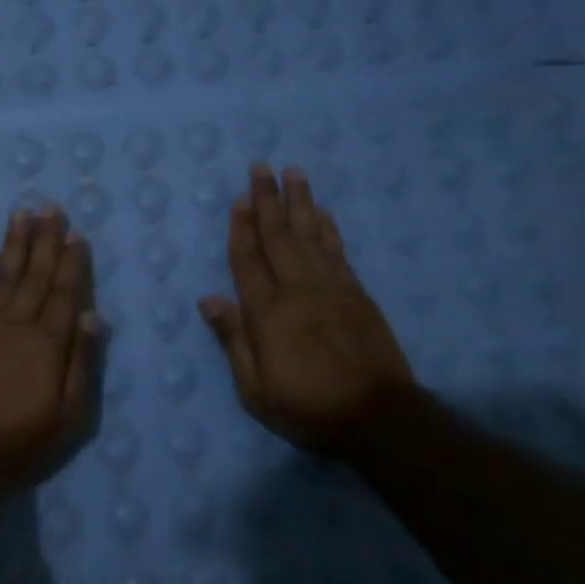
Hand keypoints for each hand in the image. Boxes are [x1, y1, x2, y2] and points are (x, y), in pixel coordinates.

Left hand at [0, 204, 99, 485]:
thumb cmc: (19, 441)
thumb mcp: (68, 416)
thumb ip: (82, 363)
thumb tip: (92, 314)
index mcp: (49, 343)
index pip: (66, 292)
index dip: (73, 262)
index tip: (77, 233)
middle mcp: (18, 323)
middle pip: (36, 274)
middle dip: (46, 239)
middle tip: (51, 206)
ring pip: (5, 273)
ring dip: (15, 242)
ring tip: (22, 212)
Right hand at [199, 165, 414, 458]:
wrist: (377, 416)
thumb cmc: (307, 406)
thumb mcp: (255, 388)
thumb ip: (233, 340)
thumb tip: (208, 299)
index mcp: (267, 313)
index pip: (248, 260)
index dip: (241, 228)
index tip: (239, 199)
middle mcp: (298, 290)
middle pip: (279, 236)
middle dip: (268, 200)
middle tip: (261, 167)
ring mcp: (331, 288)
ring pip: (311, 235)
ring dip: (301, 202)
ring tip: (293, 173)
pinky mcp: (357, 294)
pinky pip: (338, 251)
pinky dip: (328, 228)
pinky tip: (323, 213)